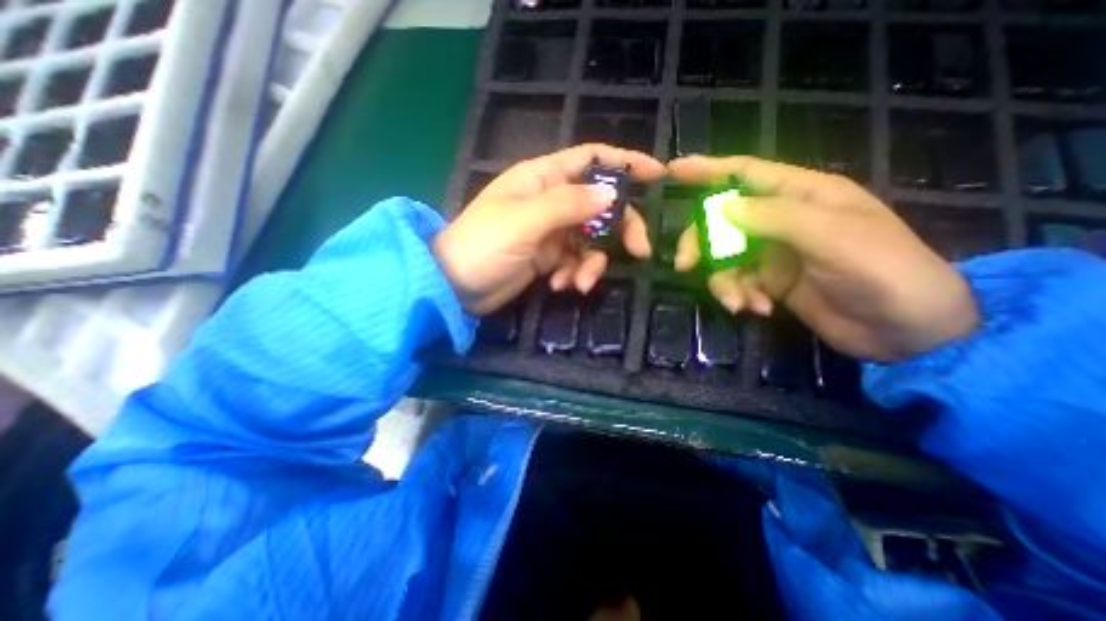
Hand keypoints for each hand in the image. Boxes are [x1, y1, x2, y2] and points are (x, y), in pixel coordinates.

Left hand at [434, 144, 662, 313]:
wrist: (455, 286)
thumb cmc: (483, 246)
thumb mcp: (524, 221)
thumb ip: (568, 205)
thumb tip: (612, 193)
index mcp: (542, 178)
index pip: (591, 159)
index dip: (625, 163)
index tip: (657, 176)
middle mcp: (550, 200)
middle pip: (601, 204)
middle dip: (621, 227)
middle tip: (638, 251)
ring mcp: (551, 232)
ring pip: (591, 240)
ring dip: (591, 263)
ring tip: (577, 283)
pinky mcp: (549, 257)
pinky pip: (575, 261)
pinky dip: (574, 274)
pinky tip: (561, 286)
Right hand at [669, 156, 979, 362]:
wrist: (905, 331)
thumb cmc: (882, 271)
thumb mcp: (832, 236)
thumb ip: (775, 217)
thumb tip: (721, 207)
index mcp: (801, 195)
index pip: (745, 173)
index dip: (708, 170)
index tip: (674, 170)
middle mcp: (781, 221)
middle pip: (721, 221)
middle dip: (701, 243)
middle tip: (686, 265)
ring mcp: (772, 253)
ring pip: (724, 258)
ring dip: (724, 282)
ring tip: (738, 303)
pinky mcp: (769, 282)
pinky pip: (737, 283)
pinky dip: (740, 296)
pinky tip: (758, 309)